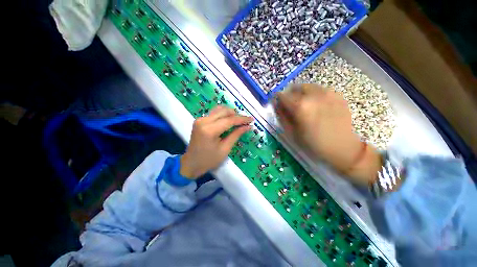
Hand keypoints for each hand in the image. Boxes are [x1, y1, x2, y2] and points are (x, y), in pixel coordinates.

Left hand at [180, 106, 252, 178]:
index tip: (251, 119)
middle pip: (224, 111)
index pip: (229, 120)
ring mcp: (200, 119)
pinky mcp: (199, 120)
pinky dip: (223, 115)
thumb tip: (248, 126)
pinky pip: (214, 113)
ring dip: (230, 113)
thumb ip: (236, 135)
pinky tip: (229, 120)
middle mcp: (203, 121)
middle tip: (245, 121)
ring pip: (219, 110)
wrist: (191, 163)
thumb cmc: (209, 160)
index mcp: (209, 130)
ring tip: (238, 121)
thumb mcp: (225, 149)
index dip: (242, 119)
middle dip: (236, 115)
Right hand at [274, 84, 380, 184]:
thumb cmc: (313, 144)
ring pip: (308, 87)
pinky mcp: (337, 95)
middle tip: (292, 107)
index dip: (277, 100)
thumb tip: (277, 105)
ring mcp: (327, 93)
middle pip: (295, 87)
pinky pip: (320, 90)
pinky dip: (314, 95)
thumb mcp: (291, 133)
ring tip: (305, 107)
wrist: (343, 148)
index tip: (278, 105)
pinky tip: (317, 107)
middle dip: (290, 95)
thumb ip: (282, 116)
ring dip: (302, 94)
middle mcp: (313, 95)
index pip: (282, 95)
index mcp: (300, 106)